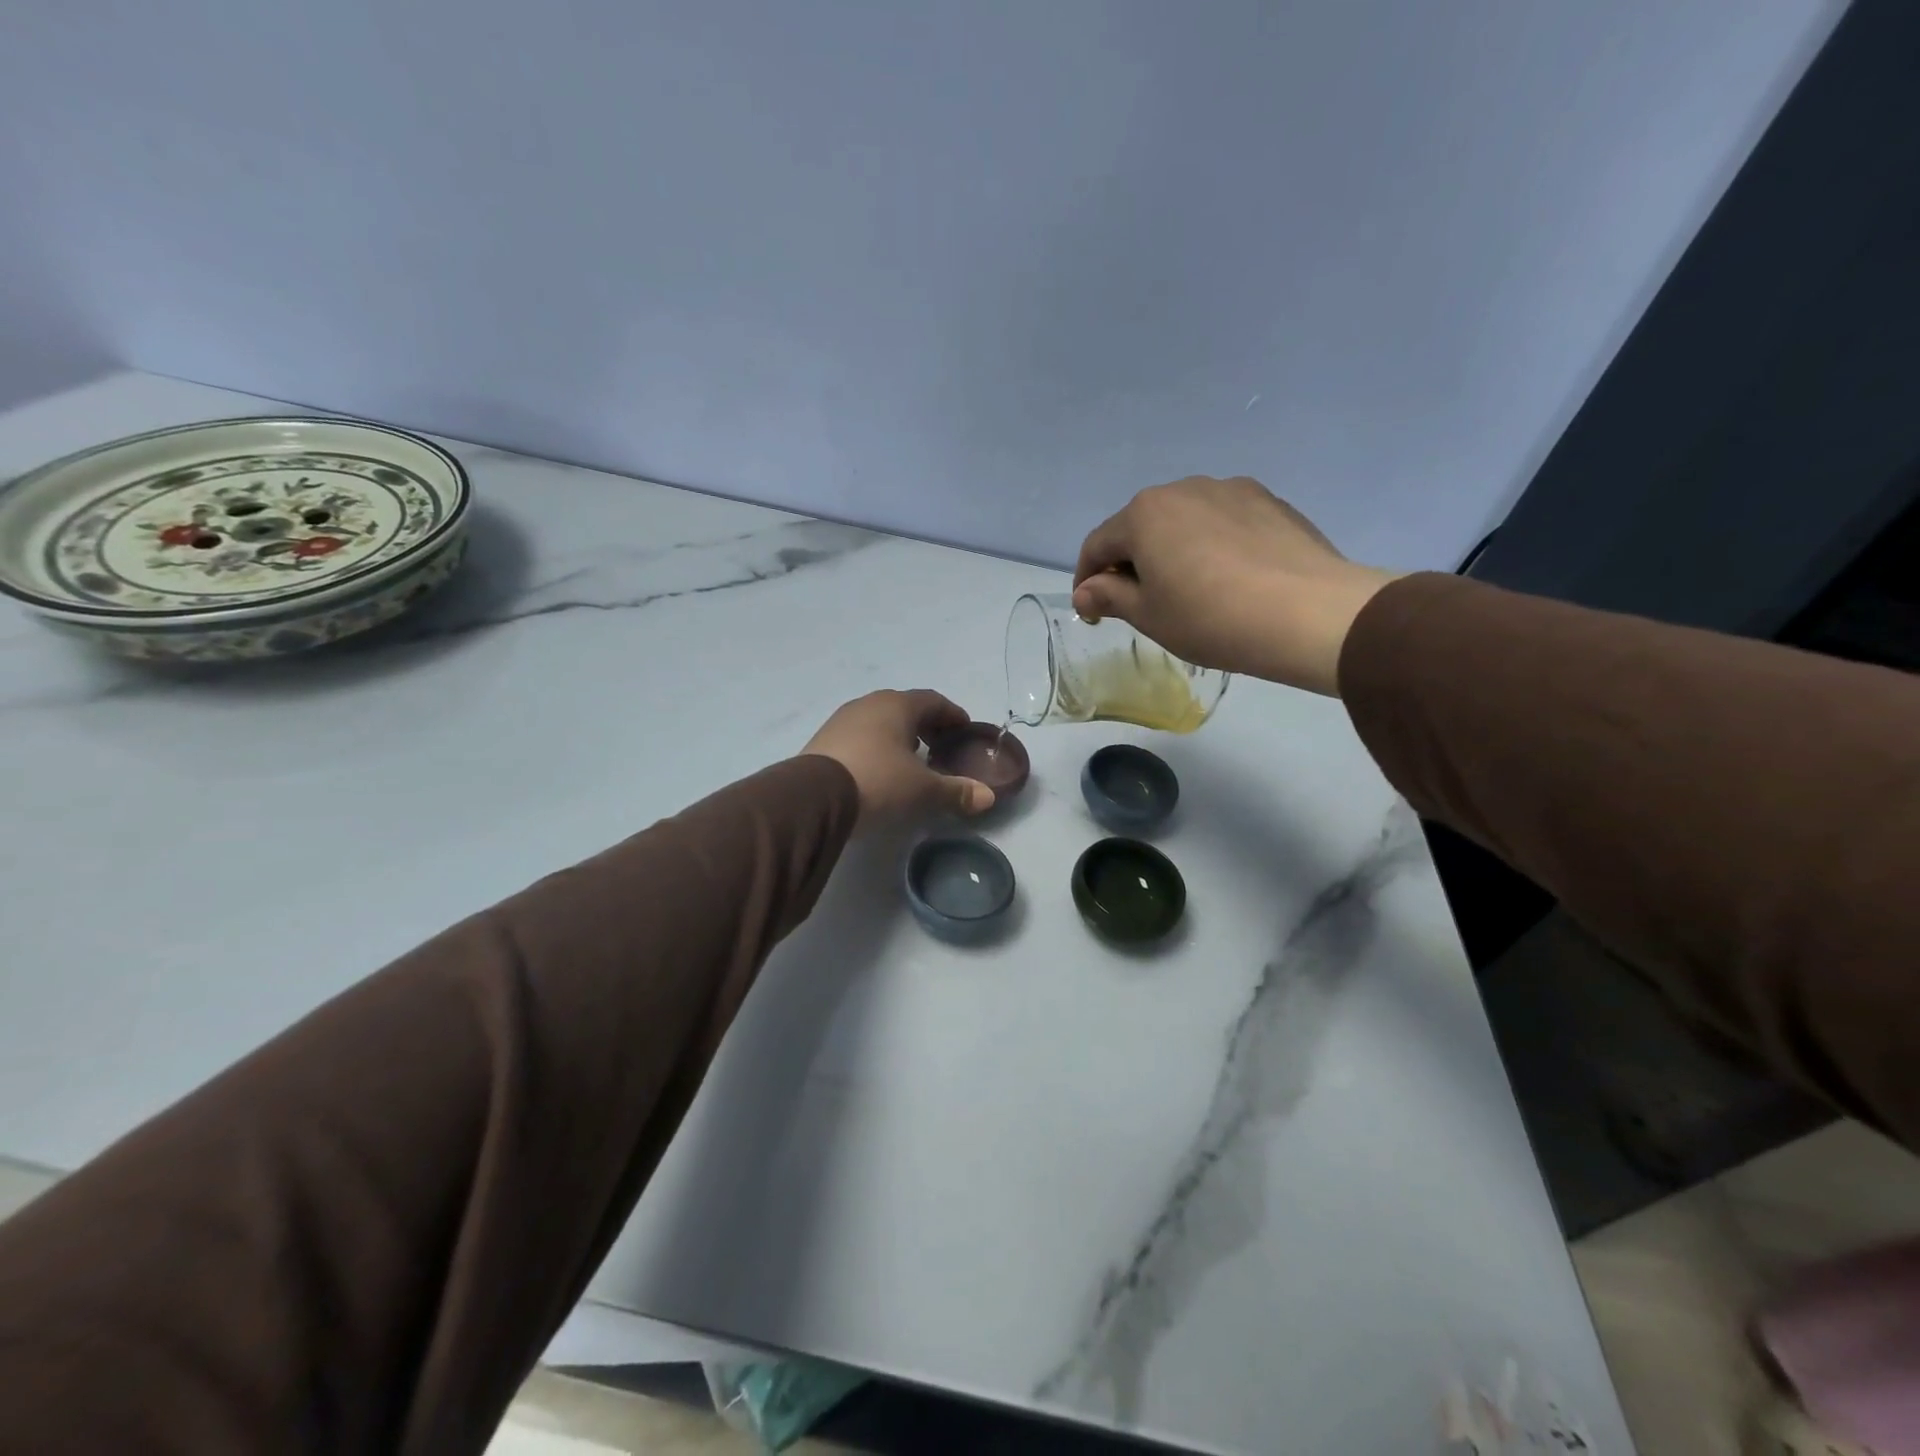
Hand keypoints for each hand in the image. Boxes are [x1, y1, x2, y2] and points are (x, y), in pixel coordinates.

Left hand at [803, 690, 995, 823]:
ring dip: (898, 735)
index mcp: (897, 705)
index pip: (933, 700)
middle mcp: (868, 704)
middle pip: (905, 707)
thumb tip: (988, 797)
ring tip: (910, 759)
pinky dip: (876, 746)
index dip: (952, 715)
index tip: (964, 730)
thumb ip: (956, 791)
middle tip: (940, 747)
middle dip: (926, 725)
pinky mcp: (823, 740)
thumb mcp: (922, 790)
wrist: (813, 797)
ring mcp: (842, 720)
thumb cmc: (878, 781)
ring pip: (879, 720)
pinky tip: (879, 769)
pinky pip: (859, 736)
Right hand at [1072, 476, 1396, 696]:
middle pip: (1141, 527)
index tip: (1092, 612)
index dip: (1087, 580)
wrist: (1308, 613)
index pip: (1098, 545)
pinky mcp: (1270, 501)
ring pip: (1184, 521)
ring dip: (1173, 550)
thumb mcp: (1149, 615)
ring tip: (1188, 589)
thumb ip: (1109, 597)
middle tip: (1140, 603)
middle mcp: (1183, 489)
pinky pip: (1224, 522)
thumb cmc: (1210, 617)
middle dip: (1131, 562)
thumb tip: (1085, 591)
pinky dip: (1212, 545)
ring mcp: (1231, 490)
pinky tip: (1229, 577)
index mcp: (1144, 514)